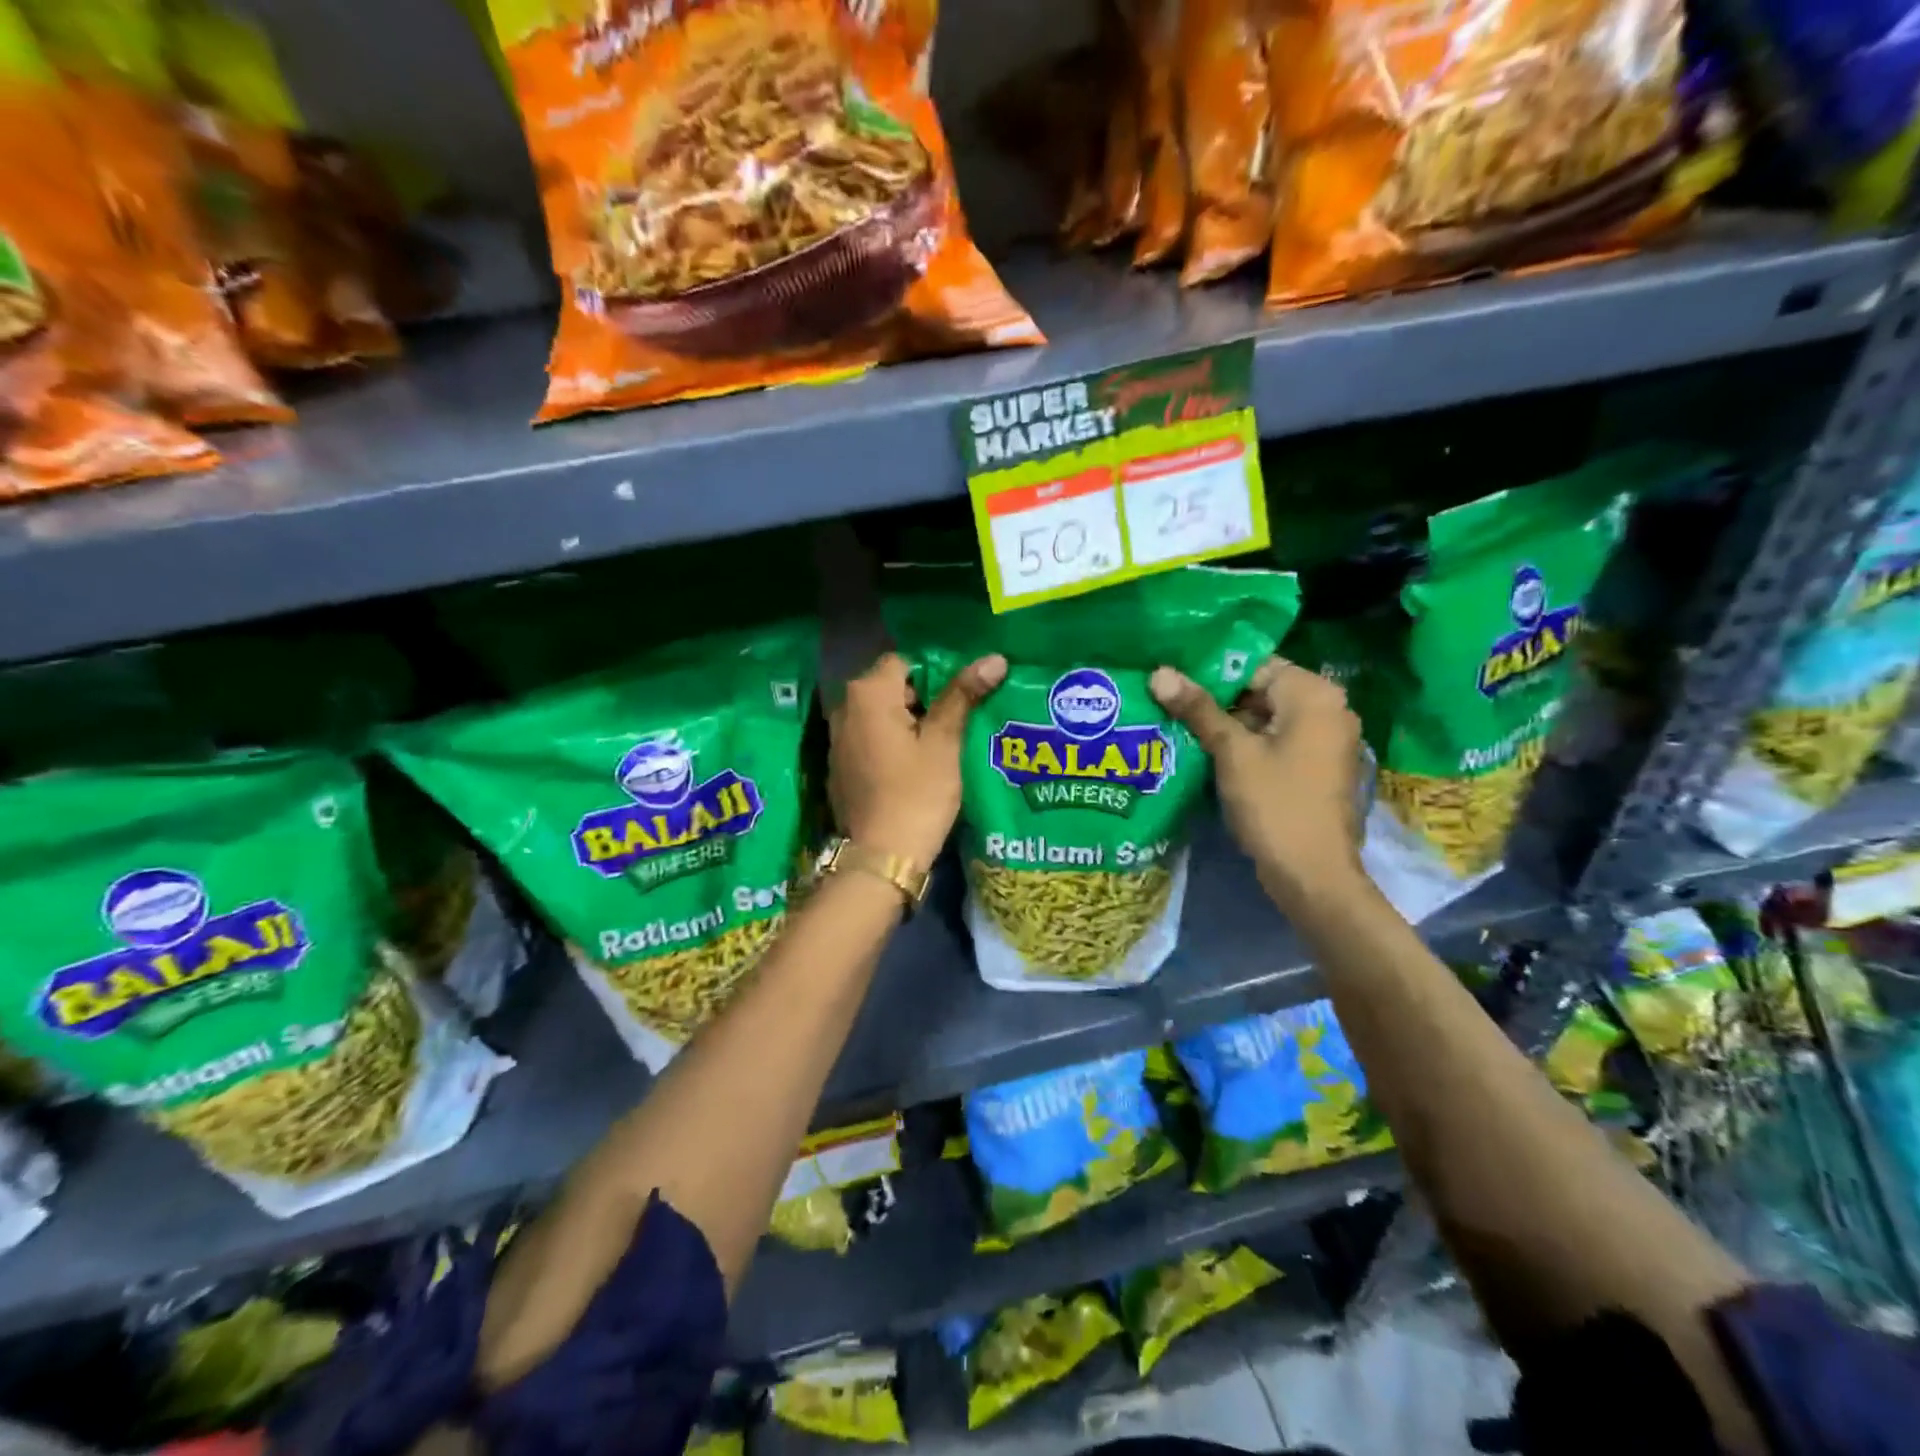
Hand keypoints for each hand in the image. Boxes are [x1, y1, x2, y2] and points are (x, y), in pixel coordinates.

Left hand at [828, 651, 1006, 868]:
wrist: (881, 858)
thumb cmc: (917, 794)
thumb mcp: (944, 743)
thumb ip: (963, 695)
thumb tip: (994, 658)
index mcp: (868, 694)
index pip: (905, 662)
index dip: (936, 676)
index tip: (960, 701)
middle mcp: (843, 708)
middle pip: (890, 688)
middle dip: (923, 700)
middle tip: (958, 723)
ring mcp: (837, 739)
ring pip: (880, 716)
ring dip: (908, 723)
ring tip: (942, 744)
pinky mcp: (840, 766)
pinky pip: (870, 740)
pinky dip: (891, 744)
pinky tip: (915, 767)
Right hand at [1150, 656, 1366, 909]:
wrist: (1313, 875)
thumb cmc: (1275, 804)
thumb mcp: (1231, 752)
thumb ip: (1198, 709)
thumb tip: (1159, 672)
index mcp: (1314, 694)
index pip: (1254, 665)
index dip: (1211, 672)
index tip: (1171, 681)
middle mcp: (1329, 709)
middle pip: (1261, 690)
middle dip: (1216, 699)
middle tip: (1168, 703)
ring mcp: (1326, 740)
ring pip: (1266, 718)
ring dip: (1227, 724)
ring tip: (1177, 724)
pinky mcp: (1318, 766)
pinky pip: (1276, 741)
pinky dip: (1246, 744)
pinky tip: (1206, 752)